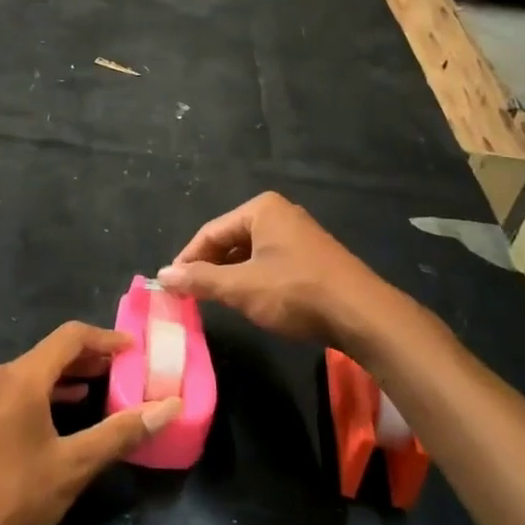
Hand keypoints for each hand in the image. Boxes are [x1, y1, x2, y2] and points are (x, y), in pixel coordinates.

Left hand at [0, 322, 180, 524]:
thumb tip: (169, 407)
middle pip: (54, 351)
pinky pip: (24, 390)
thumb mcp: (73, 466)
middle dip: (93, 356)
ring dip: (73, 374)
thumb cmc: (12, 498)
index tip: (138, 349)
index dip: (107, 338)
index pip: (71, 336)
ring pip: (38, 372)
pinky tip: (72, 409)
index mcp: (22, 377)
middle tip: (130, 369)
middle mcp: (2, 377)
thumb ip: (120, 433)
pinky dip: (53, 392)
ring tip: (108, 386)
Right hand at [156, 191, 386, 346]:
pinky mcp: (312, 257)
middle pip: (229, 240)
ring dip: (230, 276)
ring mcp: (299, 235)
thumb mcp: (241, 288)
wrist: (362, 315)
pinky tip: (250, 301)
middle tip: (191, 296)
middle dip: (209, 268)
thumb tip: (162, 275)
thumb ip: (200, 280)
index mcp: (261, 209)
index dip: (187, 260)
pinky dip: (253, 280)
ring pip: (249, 254)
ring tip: (216, 301)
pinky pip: (270, 262)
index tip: (171, 287)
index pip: (210, 233)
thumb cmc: (296, 293)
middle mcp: (280, 214)